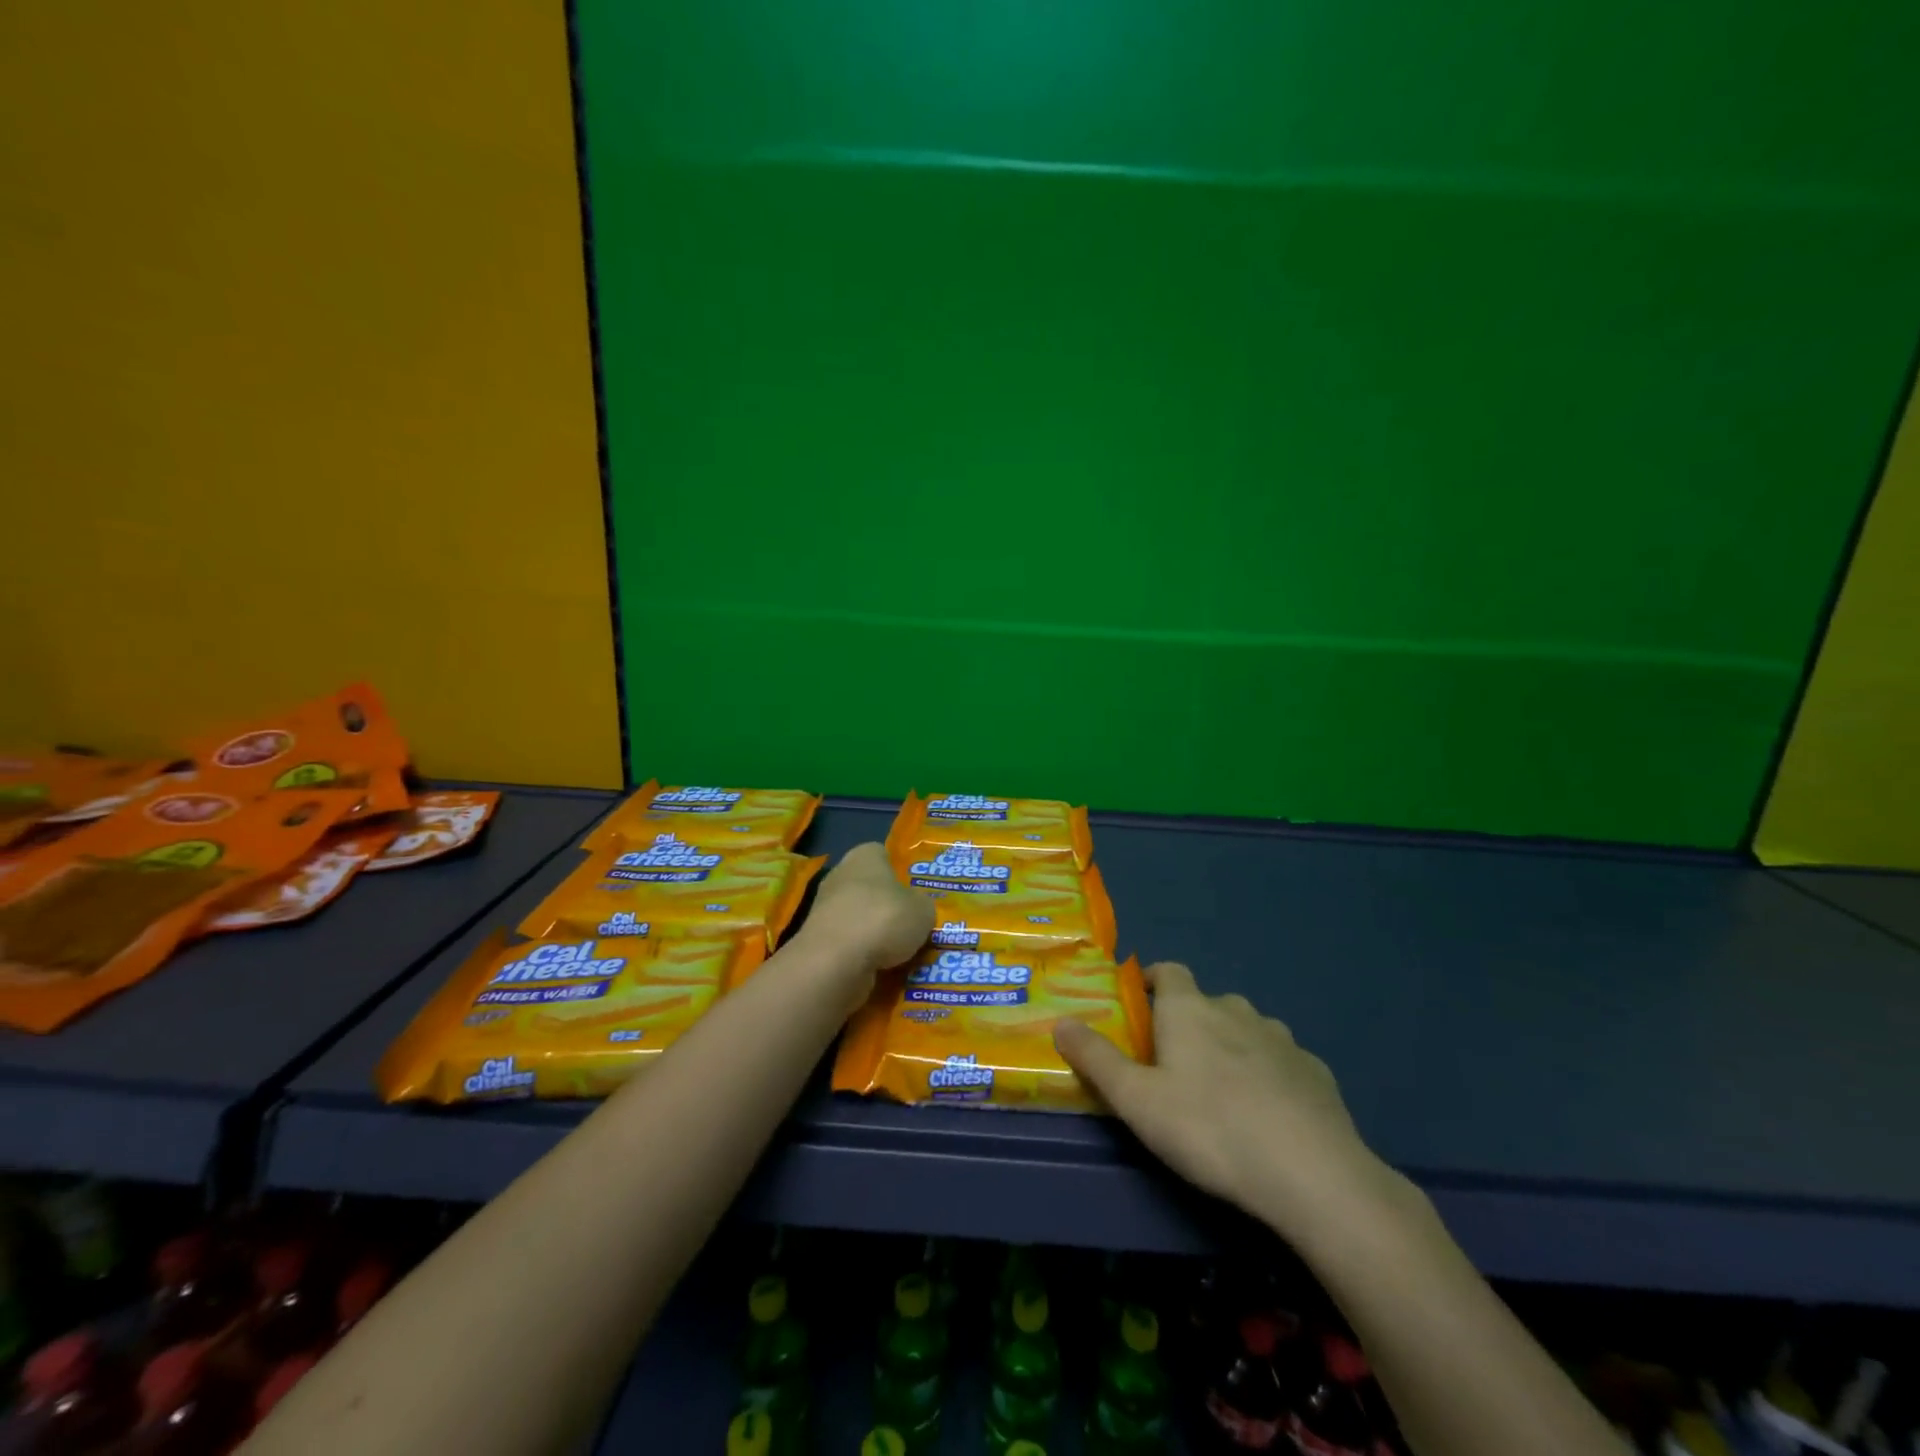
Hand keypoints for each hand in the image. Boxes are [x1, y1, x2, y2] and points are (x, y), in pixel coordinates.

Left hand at [797, 842, 933, 990]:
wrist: (835, 961)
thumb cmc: (883, 919)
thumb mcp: (923, 910)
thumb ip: (921, 904)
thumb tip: (916, 908)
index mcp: (864, 856)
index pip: (883, 855)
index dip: (900, 872)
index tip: (914, 892)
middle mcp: (840, 875)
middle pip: (869, 887)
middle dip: (886, 905)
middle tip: (910, 924)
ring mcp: (824, 908)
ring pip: (857, 917)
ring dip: (874, 933)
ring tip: (899, 953)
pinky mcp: (816, 939)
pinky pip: (847, 943)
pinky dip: (861, 953)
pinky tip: (878, 967)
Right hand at [1054, 962, 1396, 1240]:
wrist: (1313, 1175)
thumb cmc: (1209, 1129)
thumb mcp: (1136, 1101)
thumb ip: (1096, 1059)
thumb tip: (1060, 1021)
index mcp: (1190, 1009)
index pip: (1169, 971)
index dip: (1153, 981)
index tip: (1141, 1007)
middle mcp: (1236, 1010)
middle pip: (1206, 1003)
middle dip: (1189, 1024)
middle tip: (1174, 1067)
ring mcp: (1282, 1040)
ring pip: (1246, 1031)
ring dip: (1230, 1048)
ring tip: (1221, 1094)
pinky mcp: (1317, 1073)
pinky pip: (1282, 1062)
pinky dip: (1269, 1076)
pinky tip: (1268, 1116)